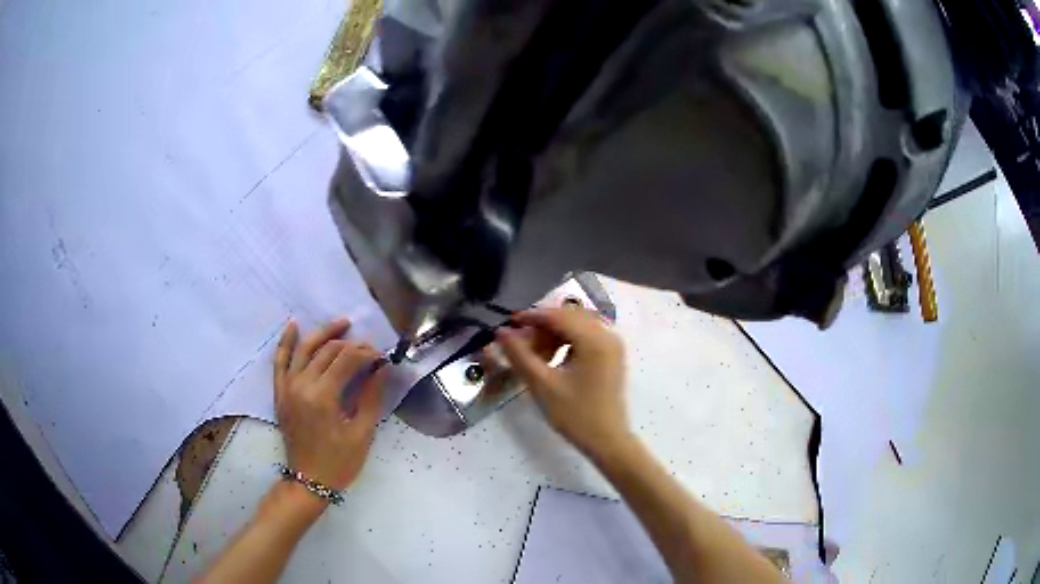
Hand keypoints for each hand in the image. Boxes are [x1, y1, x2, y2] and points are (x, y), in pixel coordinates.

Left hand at [273, 318, 384, 491]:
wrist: (308, 481)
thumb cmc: (339, 462)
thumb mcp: (361, 434)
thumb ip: (371, 397)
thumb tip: (383, 369)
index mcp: (323, 397)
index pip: (347, 360)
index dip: (367, 353)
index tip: (382, 357)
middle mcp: (302, 385)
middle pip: (328, 351)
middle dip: (352, 344)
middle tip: (370, 348)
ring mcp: (287, 387)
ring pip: (304, 349)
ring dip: (323, 333)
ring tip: (341, 323)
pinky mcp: (280, 392)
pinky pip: (279, 361)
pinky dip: (285, 342)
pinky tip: (293, 325)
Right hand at [495, 308, 629, 455]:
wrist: (607, 440)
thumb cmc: (575, 415)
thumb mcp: (543, 385)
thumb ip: (520, 355)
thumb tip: (501, 332)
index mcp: (594, 340)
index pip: (558, 316)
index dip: (531, 317)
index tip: (507, 324)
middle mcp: (607, 335)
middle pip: (569, 317)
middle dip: (542, 326)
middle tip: (520, 343)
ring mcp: (612, 345)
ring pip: (577, 326)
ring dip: (553, 334)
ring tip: (534, 354)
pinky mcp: (611, 355)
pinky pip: (586, 337)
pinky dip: (566, 342)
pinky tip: (552, 359)